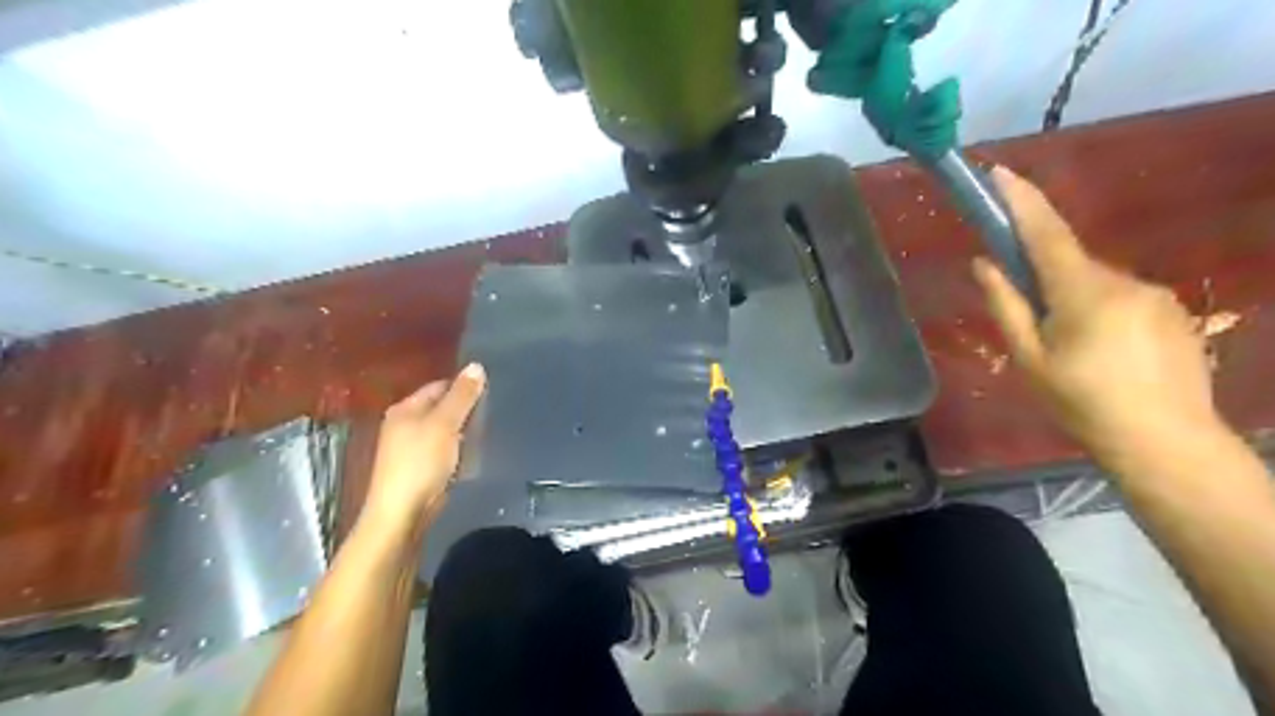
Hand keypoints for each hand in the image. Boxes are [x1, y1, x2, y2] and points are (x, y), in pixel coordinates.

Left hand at [366, 363, 489, 535]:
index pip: (439, 386)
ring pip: (444, 430)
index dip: (463, 387)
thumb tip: (476, 365)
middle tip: (493, 412)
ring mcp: (411, 448)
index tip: (490, 392)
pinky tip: (474, 454)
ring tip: (488, 432)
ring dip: (463, 431)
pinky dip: (459, 449)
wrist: (402, 512)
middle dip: (465, 410)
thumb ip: (461, 396)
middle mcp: (404, 424)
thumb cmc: (421, 463)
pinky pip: (444, 449)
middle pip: (441, 407)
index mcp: (405, 409)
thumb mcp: (444, 424)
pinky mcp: (420, 468)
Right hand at [973, 165, 1218, 471]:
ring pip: (1094, 283)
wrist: (1166, 442)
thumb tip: (984, 263)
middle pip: (1069, 262)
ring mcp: (1153, 294)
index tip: (999, 172)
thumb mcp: (1029, 359)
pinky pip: (1119, 297)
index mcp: (1083, 292)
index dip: (1021, 201)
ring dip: (1070, 301)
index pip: (1046, 234)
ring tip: (1069, 352)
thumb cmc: (1083, 403)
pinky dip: (1096, 312)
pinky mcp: (1171, 311)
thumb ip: (1006, 305)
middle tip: (1030, 323)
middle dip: (1042, 277)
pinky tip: (1099, 354)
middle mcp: (1124, 281)